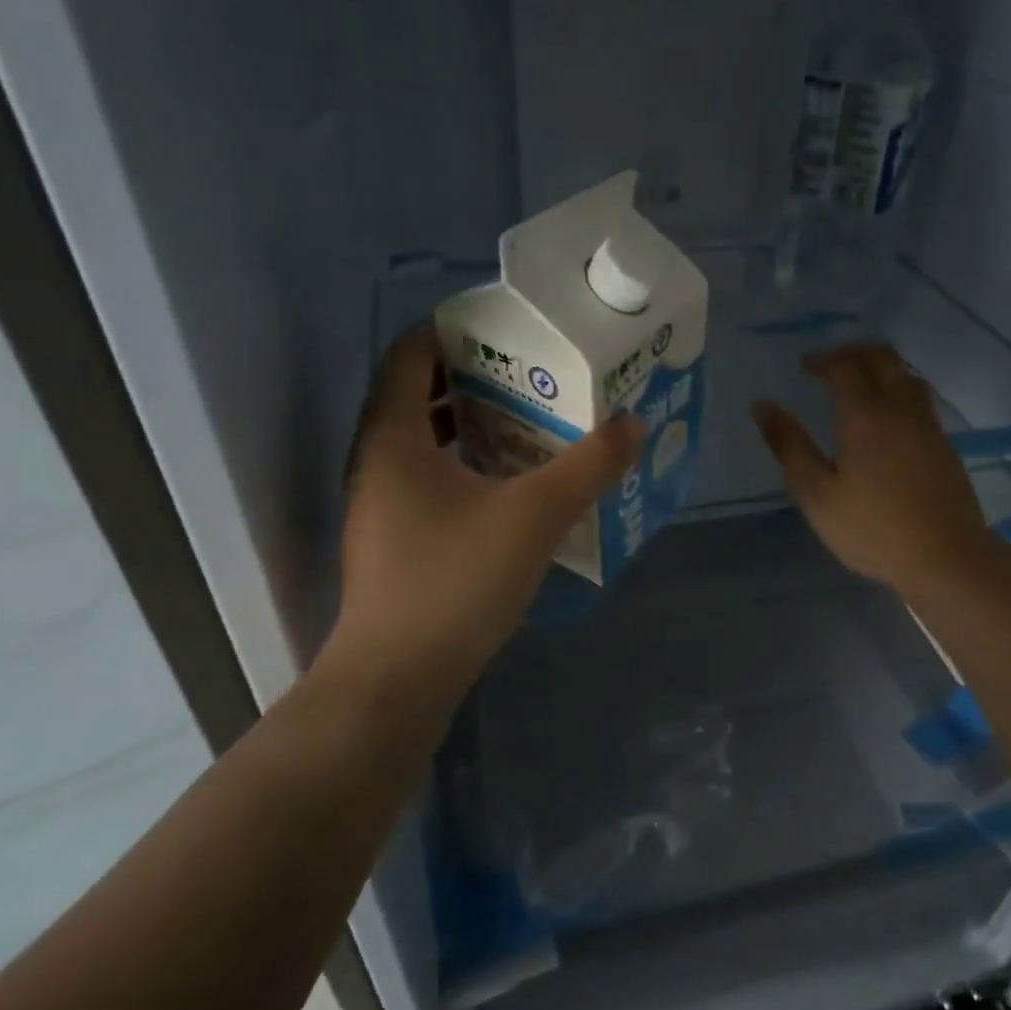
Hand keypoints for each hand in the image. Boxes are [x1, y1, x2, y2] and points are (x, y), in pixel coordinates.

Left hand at [323, 327, 642, 692]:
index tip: (510, 328)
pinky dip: (468, 464)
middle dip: (476, 376)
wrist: (397, 680)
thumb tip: (632, 425)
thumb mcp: (533, 516)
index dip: (454, 329)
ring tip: (532, 419)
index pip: (410, 352)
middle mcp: (377, 460)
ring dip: (473, 423)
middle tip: (535, 372)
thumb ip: (588, 466)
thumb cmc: (455, 582)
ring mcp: (382, 503)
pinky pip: (431, 477)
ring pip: (426, 440)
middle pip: (420, 392)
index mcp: (394, 436)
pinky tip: (513, 483)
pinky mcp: (396, 539)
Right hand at [751, 344, 996, 599]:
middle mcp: (899, 408)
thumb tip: (762, 405)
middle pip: (881, 357)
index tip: (803, 368)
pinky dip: (897, 388)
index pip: (844, 365)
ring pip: (905, 373)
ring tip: (856, 384)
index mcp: (865, 415)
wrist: (947, 557)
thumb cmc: (872, 529)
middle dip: (852, 353)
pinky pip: (919, 396)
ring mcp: (927, 424)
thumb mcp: (816, 494)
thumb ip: (789, 446)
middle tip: (828, 367)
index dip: (821, 359)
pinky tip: (885, 416)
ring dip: (879, 367)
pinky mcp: (943, 443)